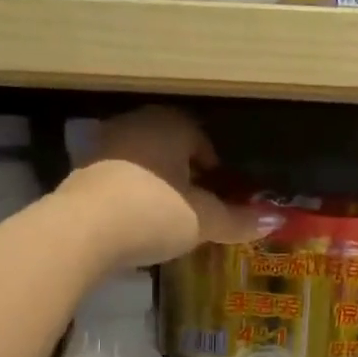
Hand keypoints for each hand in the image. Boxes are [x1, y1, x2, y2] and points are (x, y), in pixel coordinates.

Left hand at [67, 107, 276, 267]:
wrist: (81, 231)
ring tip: (171, 216)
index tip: (221, 193)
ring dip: (158, 184)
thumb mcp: (204, 220)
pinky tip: (139, 222)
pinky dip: (132, 195)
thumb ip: (239, 220)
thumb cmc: (154, 212)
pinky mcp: (80, 173)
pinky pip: (119, 179)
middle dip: (186, 175)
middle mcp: (136, 125)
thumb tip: (277, 221)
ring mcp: (103, 146)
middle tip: (200, 205)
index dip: (215, 168)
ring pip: (143, 163)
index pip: (201, 138)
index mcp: (170, 125)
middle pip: (171, 148)